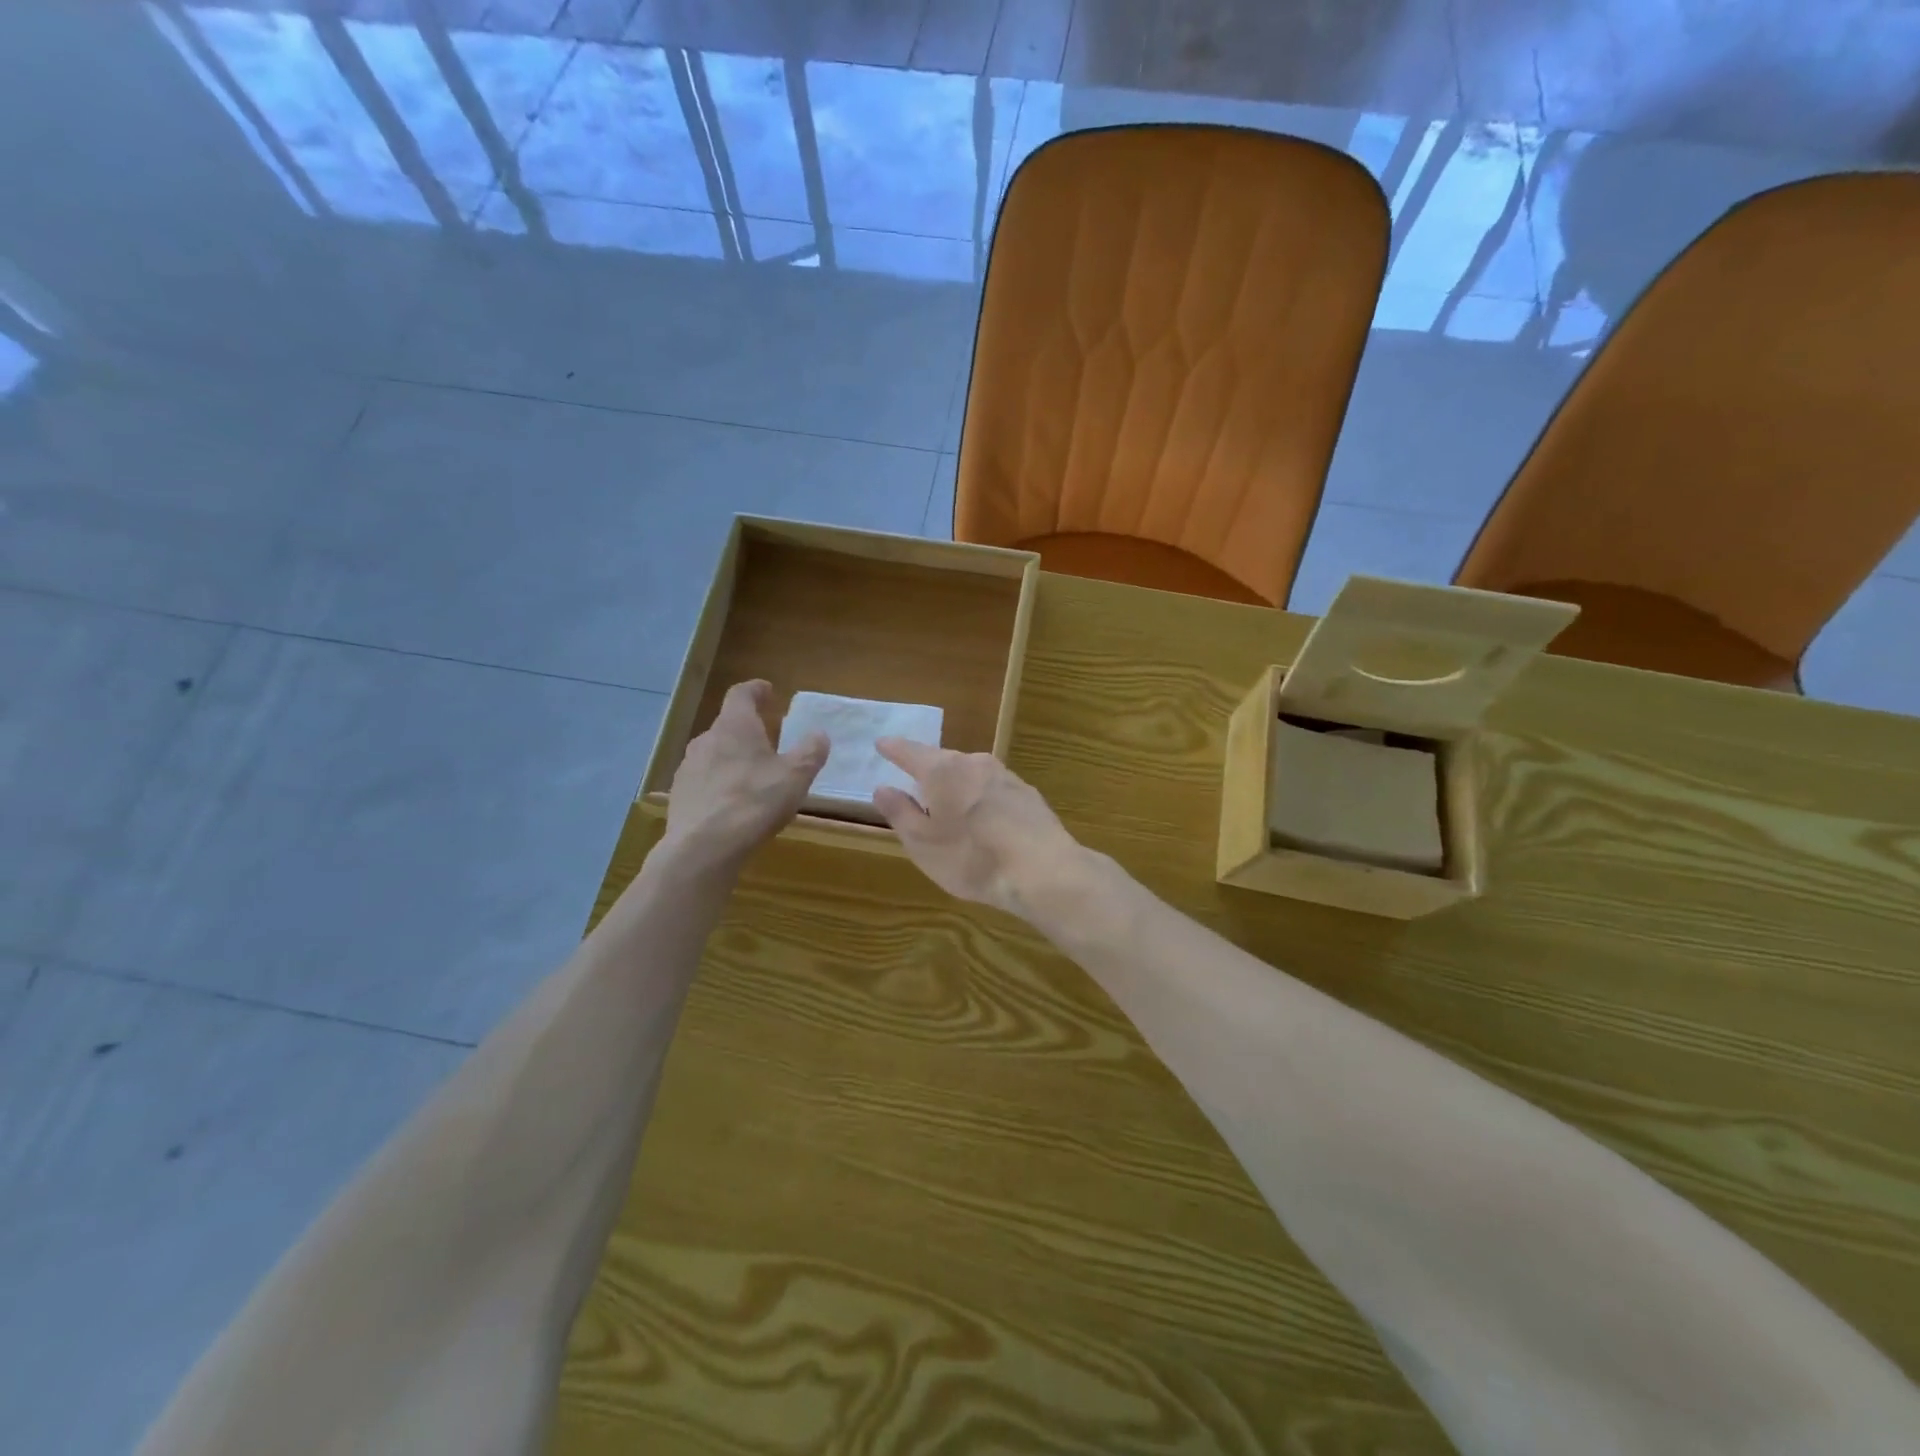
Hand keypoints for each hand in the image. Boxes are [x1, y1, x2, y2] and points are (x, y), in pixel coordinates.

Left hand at [663, 680, 826, 872]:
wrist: (703, 848)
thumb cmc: (755, 802)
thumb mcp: (796, 776)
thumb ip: (810, 751)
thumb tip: (819, 734)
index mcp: (735, 726)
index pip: (741, 694)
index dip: (756, 690)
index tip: (768, 692)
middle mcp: (706, 740)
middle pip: (728, 726)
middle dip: (748, 731)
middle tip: (768, 742)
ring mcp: (688, 768)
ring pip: (714, 754)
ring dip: (733, 758)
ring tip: (753, 777)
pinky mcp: (680, 796)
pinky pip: (705, 781)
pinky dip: (720, 784)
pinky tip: (733, 805)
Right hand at [871, 740, 1082, 917]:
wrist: (1043, 870)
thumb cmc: (973, 858)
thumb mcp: (923, 844)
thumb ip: (900, 813)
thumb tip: (883, 788)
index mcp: (942, 770)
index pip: (910, 751)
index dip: (893, 749)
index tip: (881, 743)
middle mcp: (974, 762)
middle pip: (943, 761)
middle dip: (927, 771)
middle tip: (914, 784)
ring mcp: (1005, 775)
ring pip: (970, 774)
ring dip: (957, 786)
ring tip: (948, 806)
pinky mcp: (1027, 793)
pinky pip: (992, 789)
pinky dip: (980, 799)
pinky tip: (983, 821)